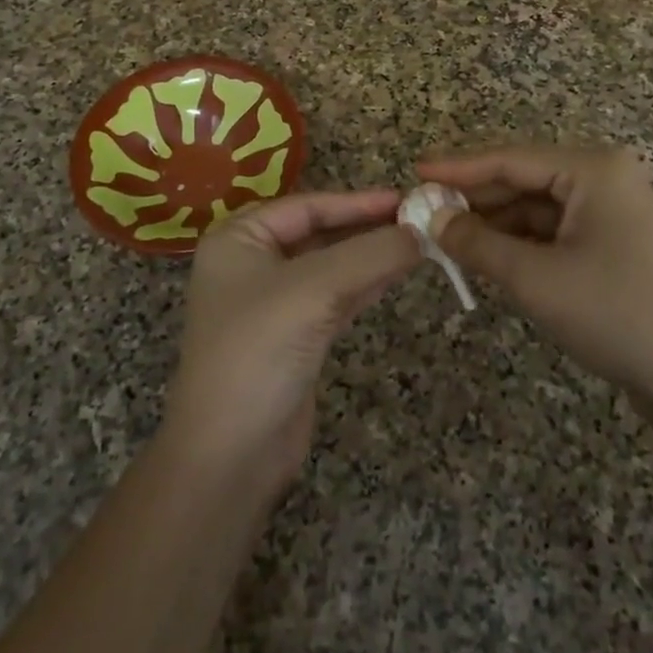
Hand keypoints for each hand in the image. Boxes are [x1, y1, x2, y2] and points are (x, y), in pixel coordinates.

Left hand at [163, 190, 418, 497]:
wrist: (230, 454)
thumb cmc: (259, 351)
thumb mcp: (315, 289)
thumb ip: (371, 254)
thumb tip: (422, 231)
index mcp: (239, 239)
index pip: (307, 206)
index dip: (357, 201)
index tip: (405, 198)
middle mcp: (253, 263)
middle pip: (320, 232)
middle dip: (367, 227)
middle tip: (419, 219)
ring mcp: (274, 302)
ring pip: (332, 265)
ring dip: (372, 255)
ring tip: (419, 242)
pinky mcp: (295, 336)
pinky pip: (337, 296)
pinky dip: (367, 284)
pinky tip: (400, 273)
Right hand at [417, 146, 652, 436]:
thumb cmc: (615, 315)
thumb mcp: (536, 279)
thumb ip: (477, 243)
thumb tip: (430, 219)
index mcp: (593, 169)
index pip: (510, 159)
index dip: (458, 167)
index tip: (415, 171)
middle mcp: (604, 177)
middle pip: (522, 179)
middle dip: (474, 198)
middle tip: (423, 210)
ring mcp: (610, 209)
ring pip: (535, 206)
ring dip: (494, 222)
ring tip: (445, 236)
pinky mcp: (611, 239)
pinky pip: (553, 229)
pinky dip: (518, 241)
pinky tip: (485, 254)